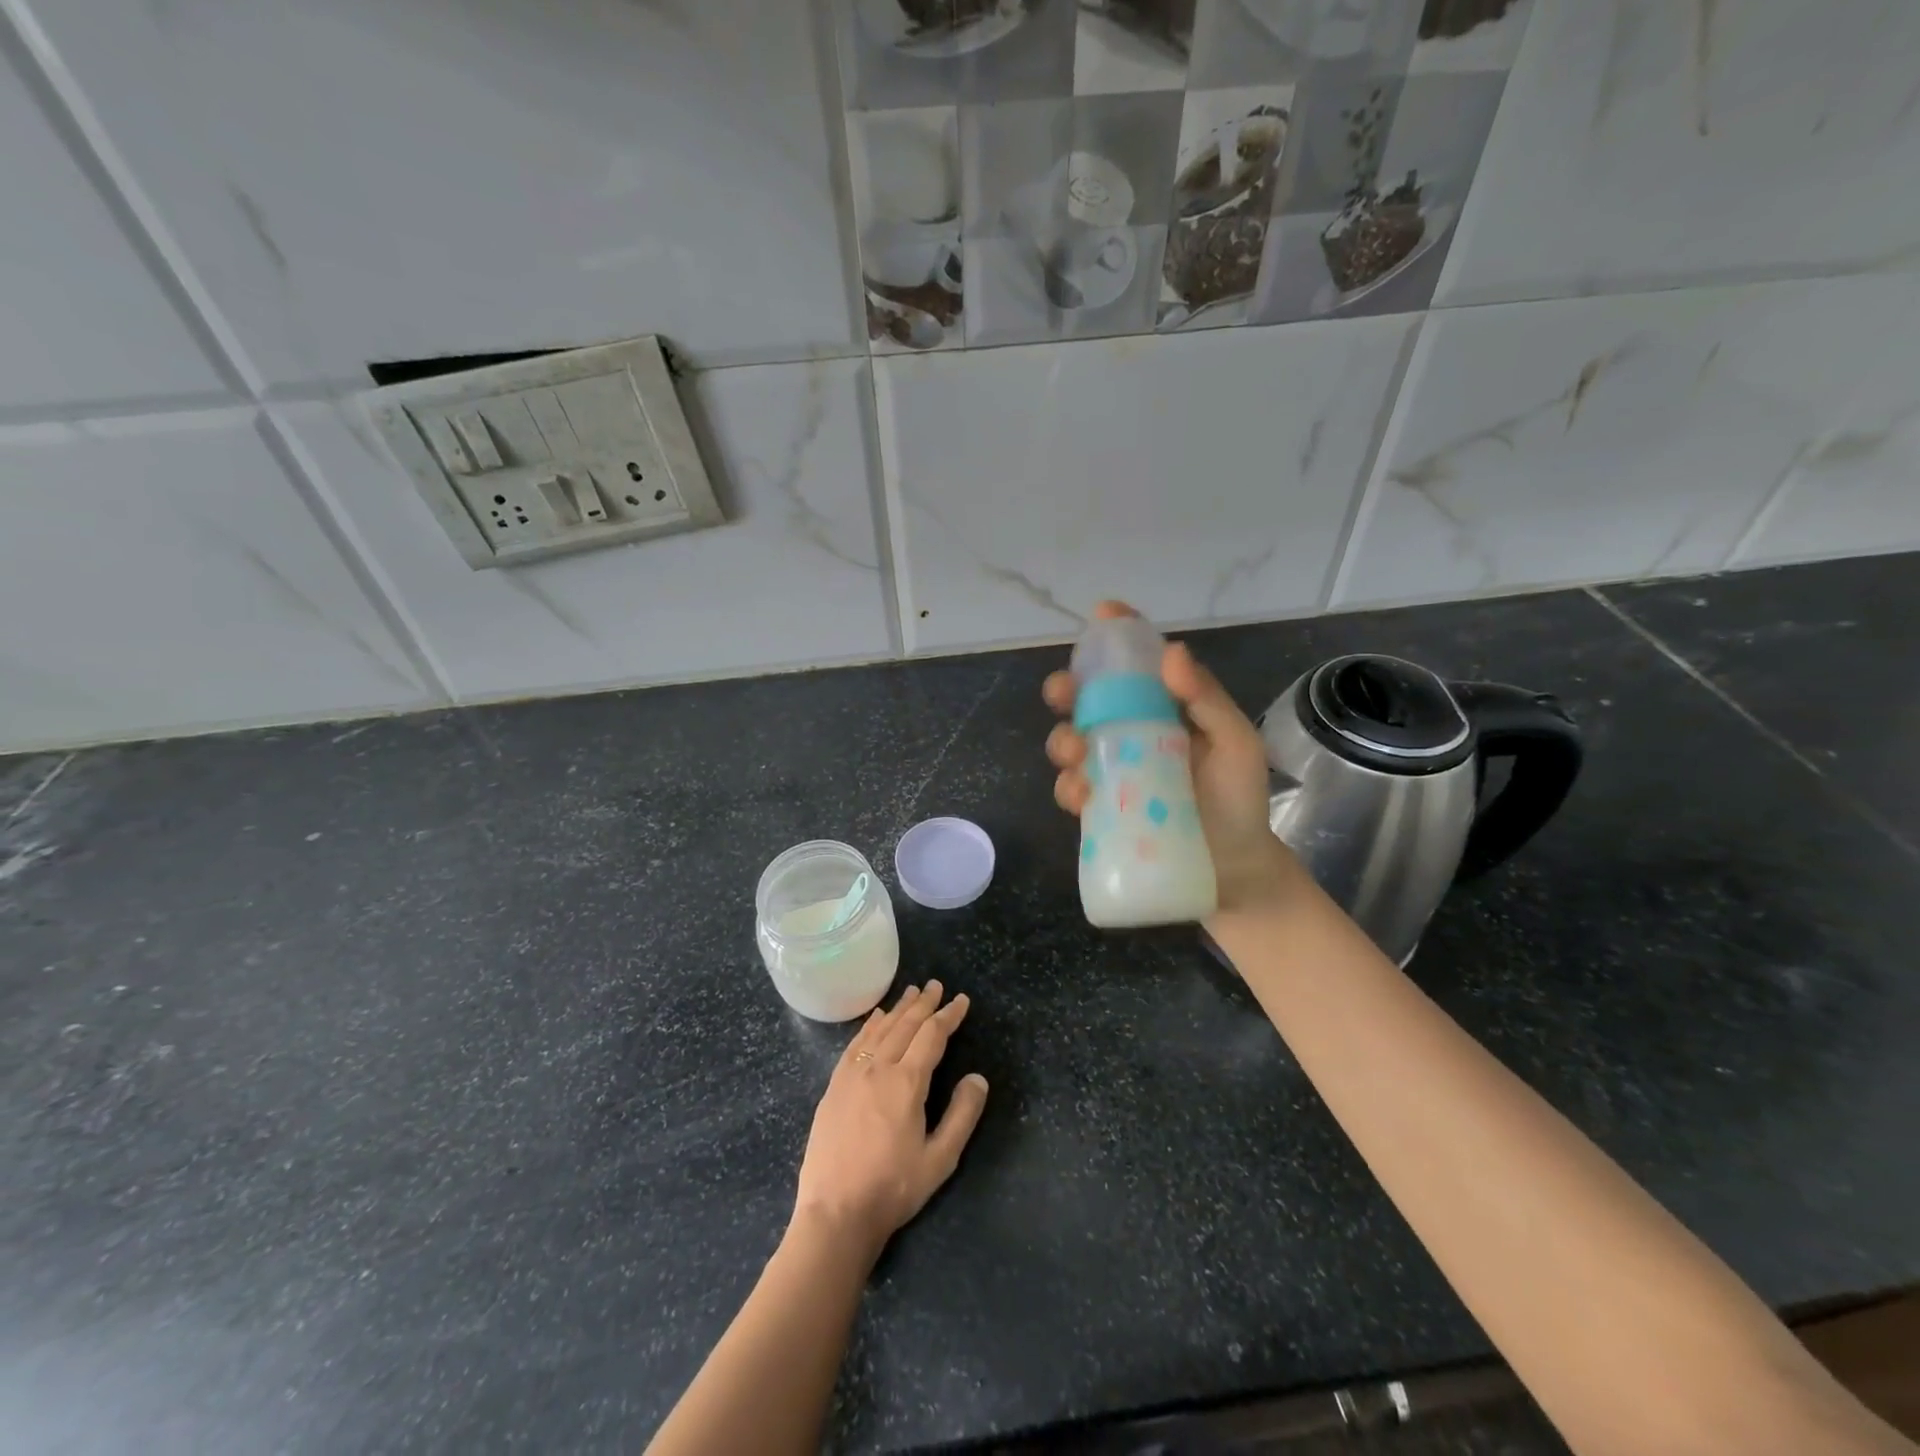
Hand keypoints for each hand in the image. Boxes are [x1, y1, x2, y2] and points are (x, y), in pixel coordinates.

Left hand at [792, 982, 988, 1258]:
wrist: (835, 1213)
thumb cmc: (893, 1188)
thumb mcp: (940, 1159)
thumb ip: (962, 1115)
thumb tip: (977, 1077)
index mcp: (907, 1083)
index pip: (932, 1036)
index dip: (948, 1016)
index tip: (961, 1000)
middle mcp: (878, 1069)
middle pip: (905, 1026)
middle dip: (924, 1004)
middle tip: (936, 985)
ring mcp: (852, 1075)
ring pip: (880, 1030)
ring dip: (898, 1009)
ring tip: (911, 992)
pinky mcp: (834, 1087)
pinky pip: (856, 1044)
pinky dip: (869, 1026)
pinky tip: (875, 1019)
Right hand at [1044, 600, 1295, 917]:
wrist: (1233, 869)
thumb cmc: (1240, 799)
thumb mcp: (1236, 744)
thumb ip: (1207, 700)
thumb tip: (1172, 651)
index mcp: (1166, 708)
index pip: (1139, 663)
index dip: (1118, 635)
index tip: (1103, 614)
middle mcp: (1133, 732)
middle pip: (1088, 700)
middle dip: (1066, 688)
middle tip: (1062, 692)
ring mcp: (1113, 770)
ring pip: (1071, 742)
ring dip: (1062, 740)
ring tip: (1075, 752)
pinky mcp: (1101, 808)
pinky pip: (1072, 790)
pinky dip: (1068, 787)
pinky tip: (1082, 795)